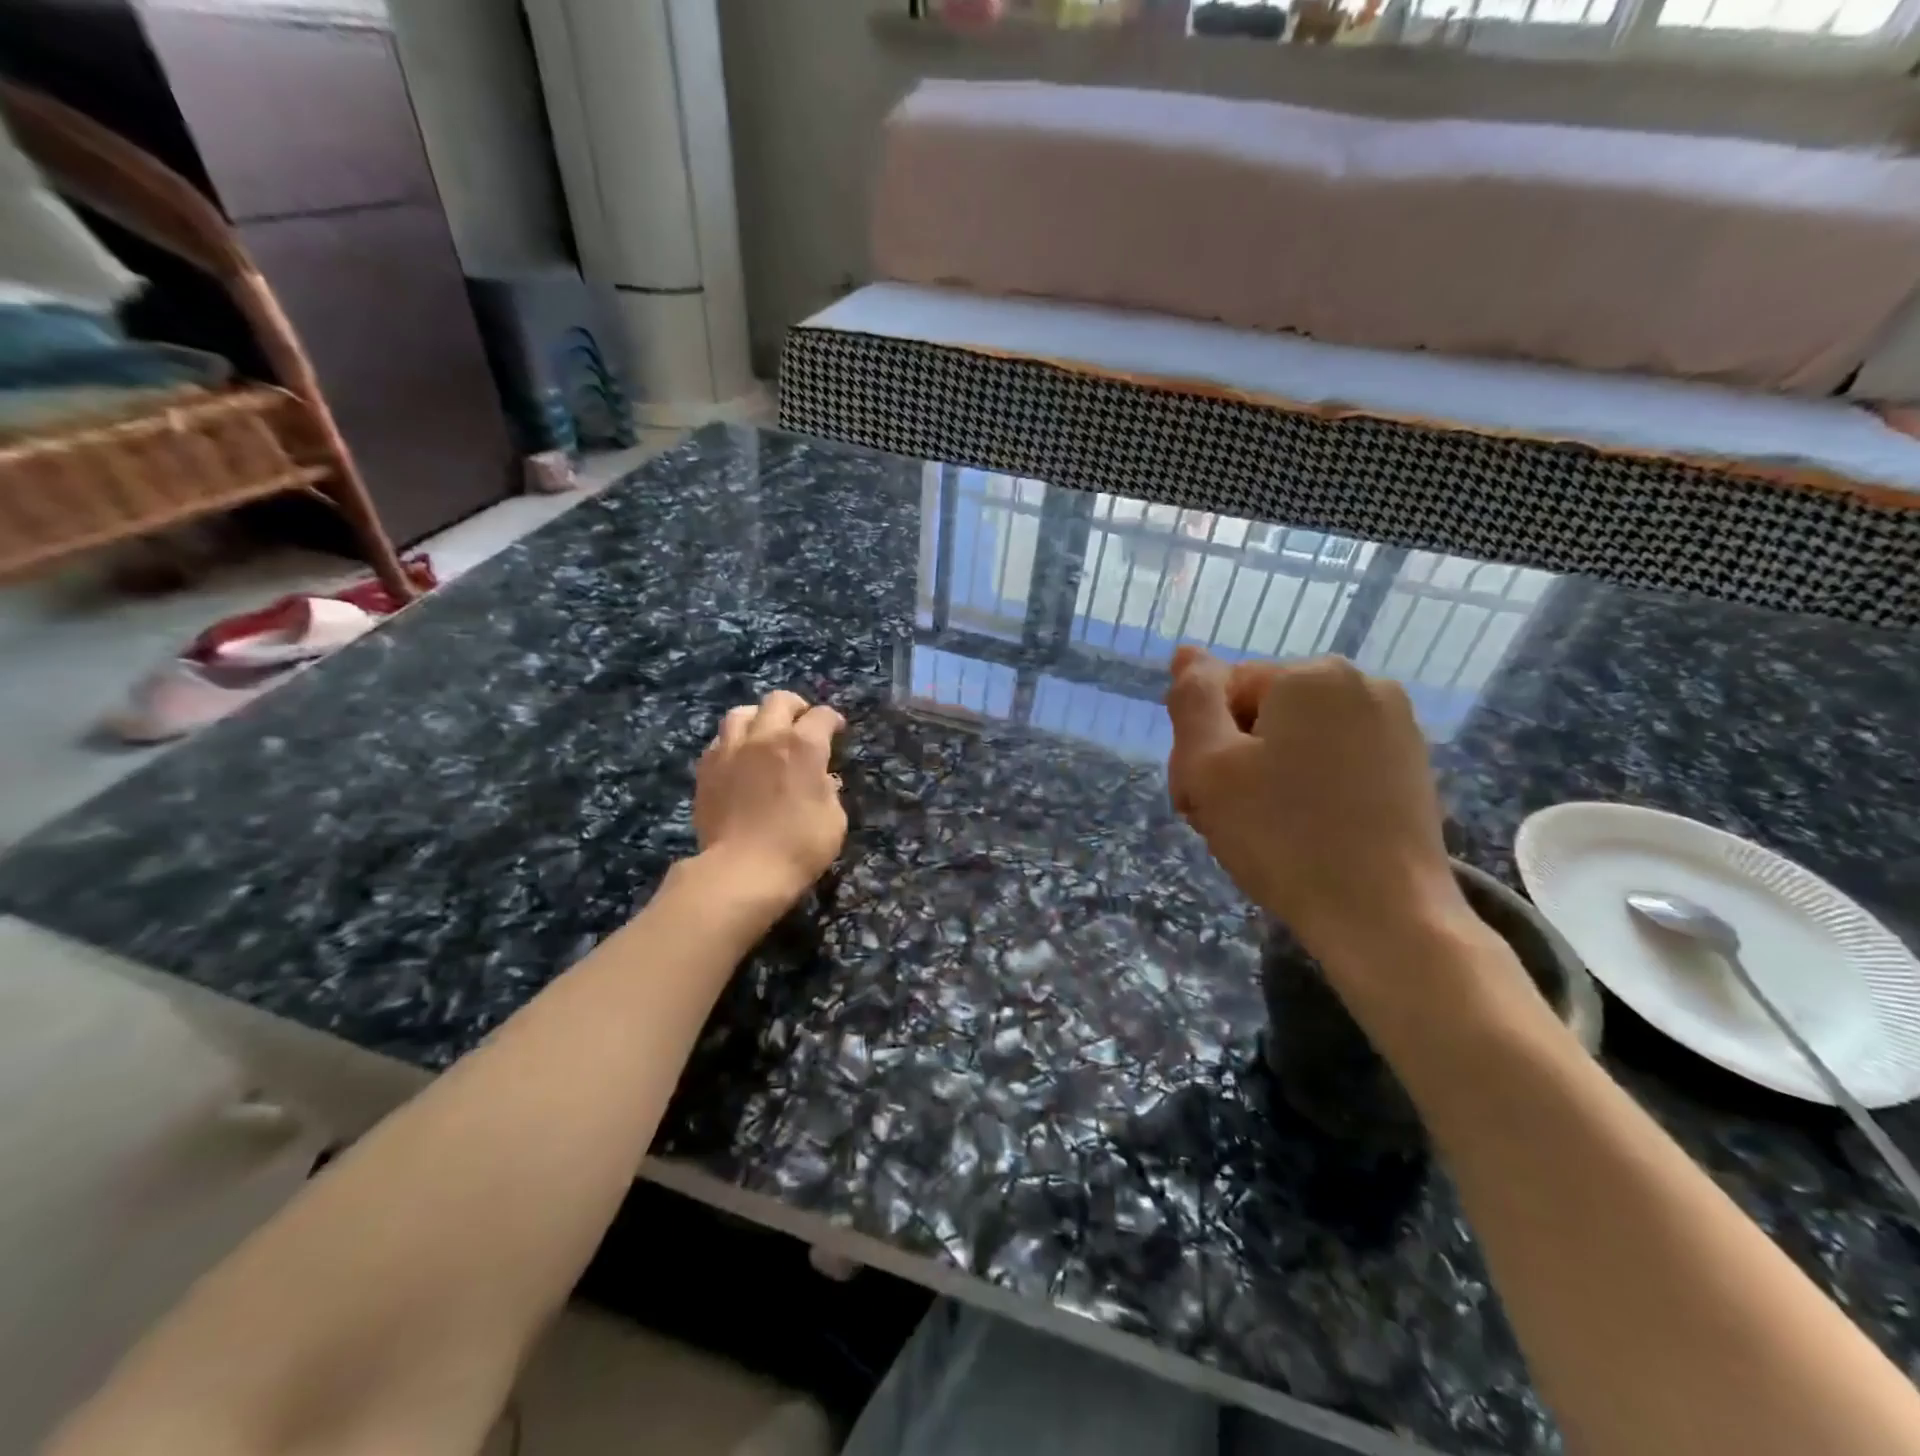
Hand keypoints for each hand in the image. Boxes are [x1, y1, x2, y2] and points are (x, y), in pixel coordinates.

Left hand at [693, 690, 847, 906]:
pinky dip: (733, 742)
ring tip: (764, 733)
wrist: (741, 871)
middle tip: (802, 722)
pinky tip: (738, 758)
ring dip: (758, 718)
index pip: (822, 716)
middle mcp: (765, 738)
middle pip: (778, 701)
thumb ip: (829, 791)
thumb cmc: (799, 847)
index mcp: (803, 746)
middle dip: (795, 707)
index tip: (837, 729)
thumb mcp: (834, 820)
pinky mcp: (706, 770)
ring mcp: (730, 751)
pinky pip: (719, 741)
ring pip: (741, 713)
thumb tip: (821, 779)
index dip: (833, 720)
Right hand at [1164, 647, 1465, 957]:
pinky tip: (1303, 832)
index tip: (1199, 798)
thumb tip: (1186, 652)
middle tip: (1223, 820)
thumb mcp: (1209, 765)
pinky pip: (1335, 760)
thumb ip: (1191, 700)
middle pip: (1261, 712)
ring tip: (1262, 832)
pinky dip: (1309, 788)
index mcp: (1311, 675)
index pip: (1222, 692)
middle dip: (1233, 760)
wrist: (1385, 917)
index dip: (1199, 744)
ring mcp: (1396, 725)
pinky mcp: (1411, 766)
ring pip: (1296, 738)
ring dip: (1266, 776)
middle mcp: (1362, 683)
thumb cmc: (1282, 836)